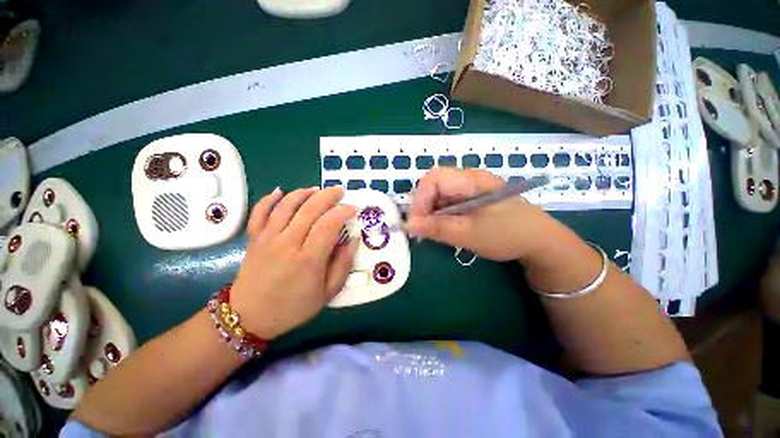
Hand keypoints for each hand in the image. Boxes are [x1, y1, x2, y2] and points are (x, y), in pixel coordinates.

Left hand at [230, 186, 357, 339]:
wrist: (250, 317)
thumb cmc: (294, 307)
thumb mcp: (327, 293)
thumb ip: (343, 265)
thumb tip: (353, 240)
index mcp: (308, 259)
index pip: (328, 224)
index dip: (343, 212)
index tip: (353, 208)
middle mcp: (287, 244)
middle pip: (309, 209)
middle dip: (327, 196)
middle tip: (339, 191)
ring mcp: (267, 239)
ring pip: (285, 206)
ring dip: (303, 193)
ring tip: (317, 189)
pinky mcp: (254, 239)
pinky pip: (258, 213)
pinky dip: (268, 199)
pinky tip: (280, 191)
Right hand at [407, 168, 549, 261]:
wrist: (540, 241)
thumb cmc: (507, 235)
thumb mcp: (468, 234)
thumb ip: (437, 228)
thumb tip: (409, 225)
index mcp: (471, 181)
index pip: (433, 178)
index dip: (420, 199)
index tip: (416, 222)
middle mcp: (469, 179)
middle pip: (435, 186)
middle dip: (424, 207)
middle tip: (423, 229)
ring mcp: (471, 188)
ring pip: (440, 195)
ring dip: (432, 213)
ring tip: (435, 231)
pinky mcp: (473, 198)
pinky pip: (449, 202)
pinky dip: (442, 215)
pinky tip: (446, 228)